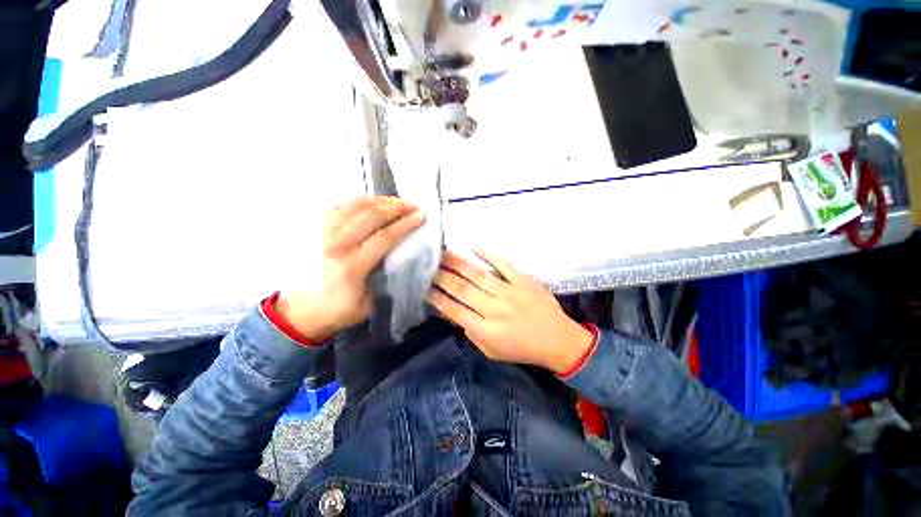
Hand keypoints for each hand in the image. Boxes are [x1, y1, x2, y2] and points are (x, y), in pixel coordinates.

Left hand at [277, 196, 424, 340]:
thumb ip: (383, 278)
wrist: (298, 312)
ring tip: (395, 201)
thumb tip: (398, 256)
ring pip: (353, 206)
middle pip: (370, 216)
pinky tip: (370, 203)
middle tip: (413, 205)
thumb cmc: (336, 311)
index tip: (421, 216)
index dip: (405, 225)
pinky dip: (357, 202)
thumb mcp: (368, 304)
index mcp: (351, 266)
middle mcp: (335, 244)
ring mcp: (322, 234)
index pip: (384, 237)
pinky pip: (338, 207)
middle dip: (396, 207)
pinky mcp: (314, 230)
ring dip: (378, 201)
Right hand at [430, 250, 592, 373]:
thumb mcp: (491, 350)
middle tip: (428, 265)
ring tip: (443, 253)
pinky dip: (490, 255)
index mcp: (486, 330)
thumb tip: (451, 312)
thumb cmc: (522, 349)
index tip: (424, 287)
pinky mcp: (523, 281)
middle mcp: (495, 309)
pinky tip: (475, 248)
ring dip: (459, 263)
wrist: (558, 341)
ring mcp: (510, 292)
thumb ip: (470, 332)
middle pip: (463, 290)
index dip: (437, 298)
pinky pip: (504, 265)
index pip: (455, 311)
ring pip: (479, 275)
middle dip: (442, 277)